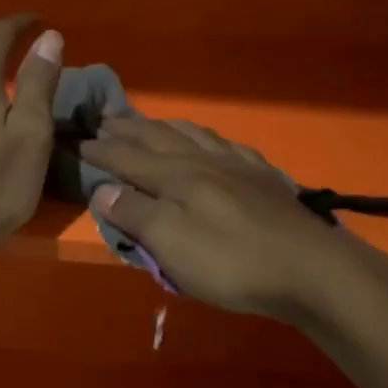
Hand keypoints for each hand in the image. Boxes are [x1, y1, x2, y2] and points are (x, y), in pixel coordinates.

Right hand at [82, 116, 355, 319]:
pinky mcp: (263, 176)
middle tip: (104, 119)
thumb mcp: (172, 245)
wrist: (310, 268)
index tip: (76, 142)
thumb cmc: (232, 262)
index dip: (100, 150)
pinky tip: (209, 140)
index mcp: (176, 176)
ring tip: (148, 121)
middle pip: (158, 137)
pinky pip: (226, 144)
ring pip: (191, 134)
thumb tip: (101, 187)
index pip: (127, 157)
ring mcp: (236, 164)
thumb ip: (135, 213)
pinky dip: (205, 136)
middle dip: (128, 128)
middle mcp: (203, 160)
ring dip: (163, 126)